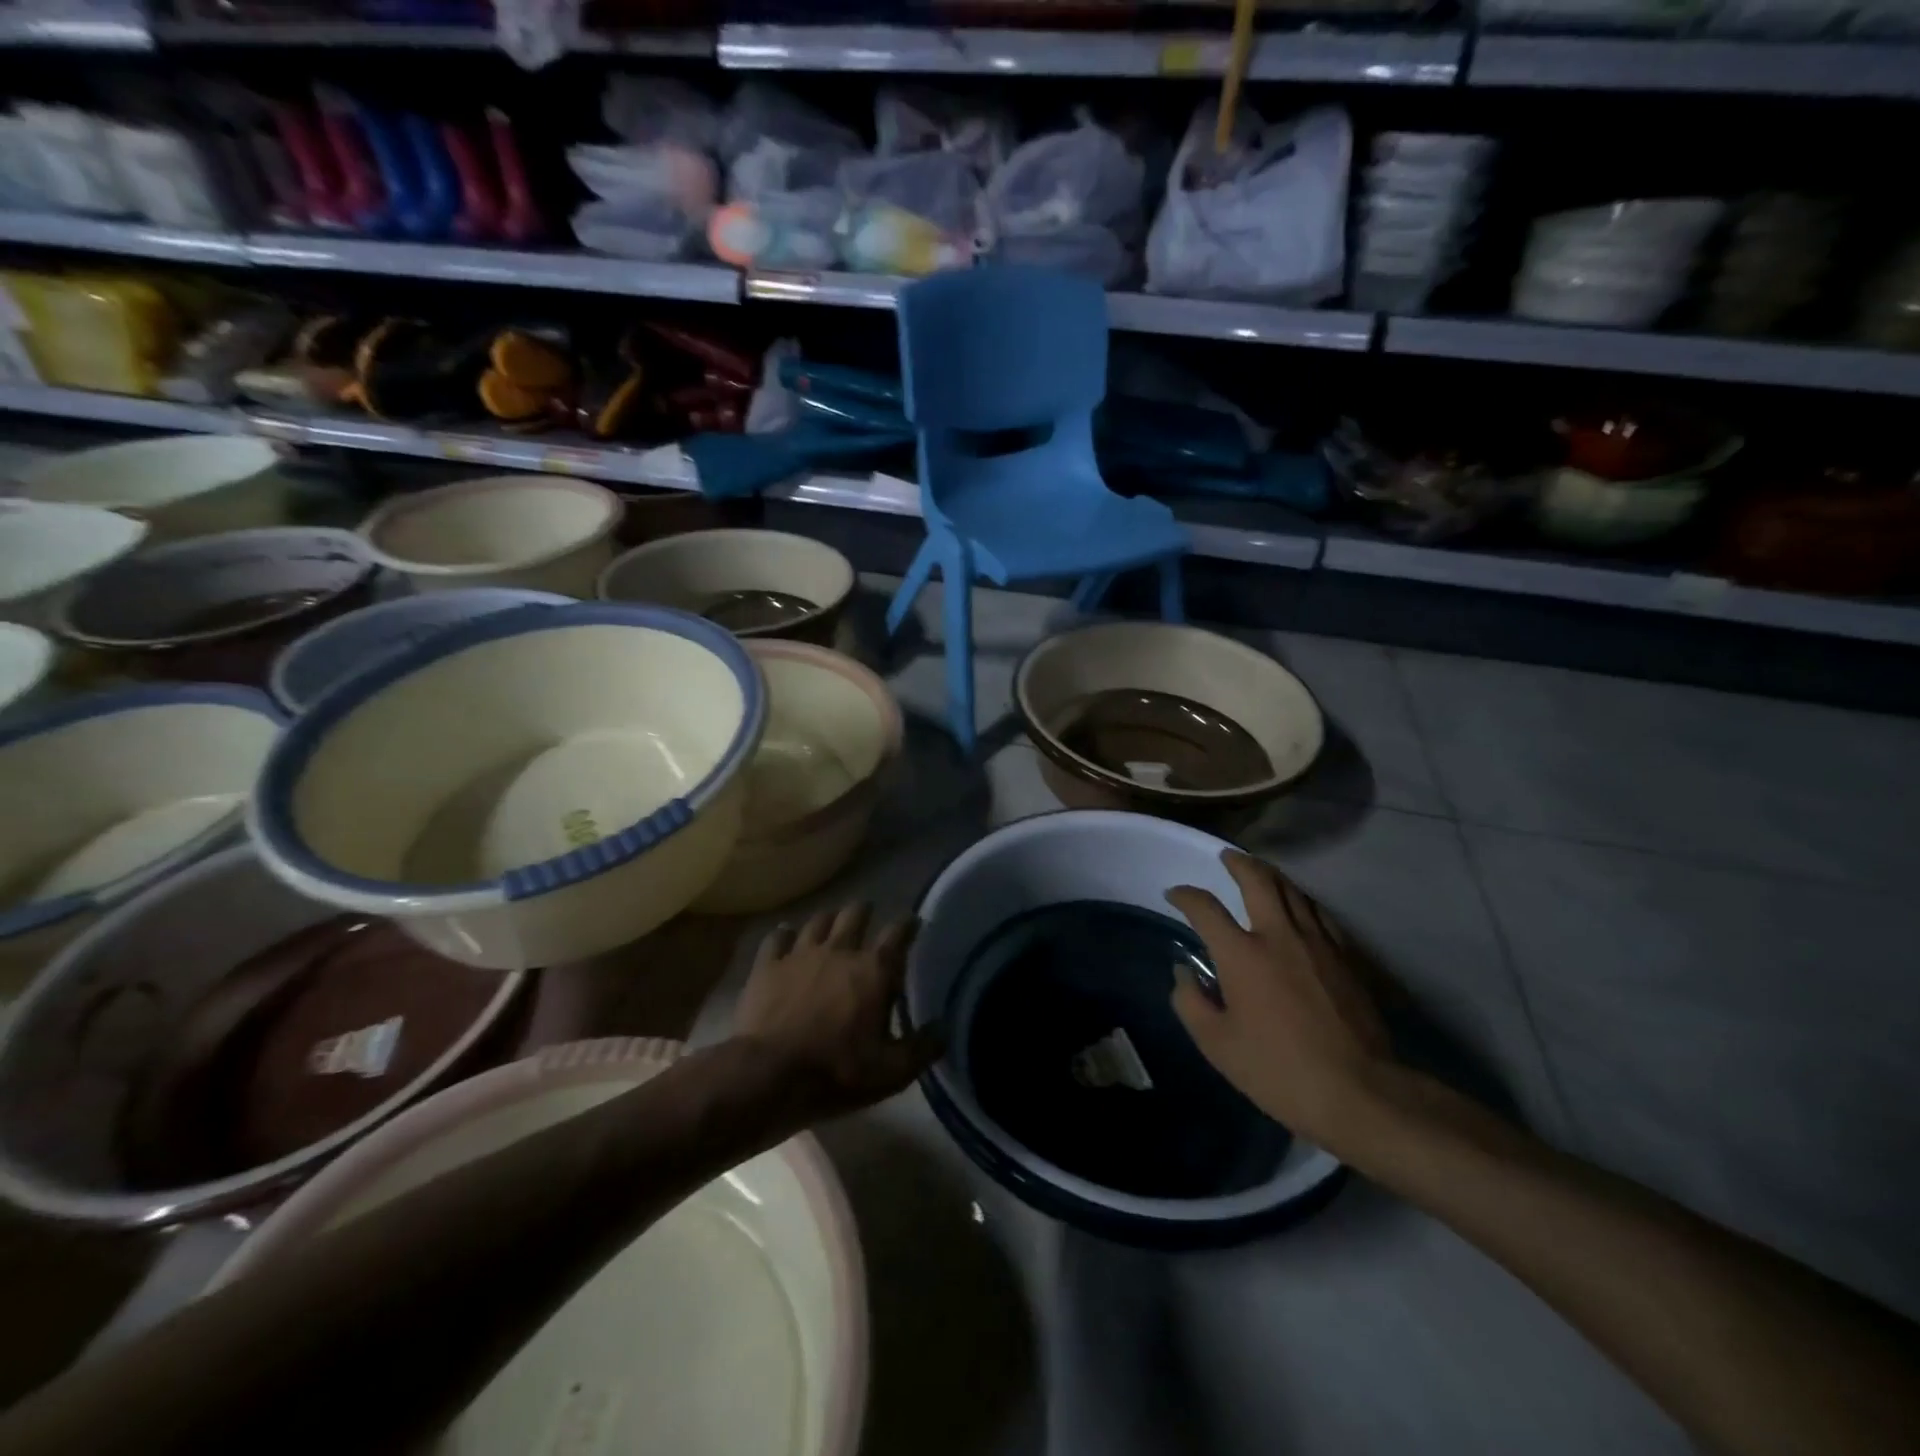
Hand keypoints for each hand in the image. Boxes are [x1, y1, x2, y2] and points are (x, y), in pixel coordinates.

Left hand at [734, 903, 941, 1120]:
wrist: (768, 1075)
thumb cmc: (836, 1073)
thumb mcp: (891, 1072)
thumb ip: (923, 1047)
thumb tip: (944, 1027)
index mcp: (874, 971)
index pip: (898, 934)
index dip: (908, 924)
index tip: (913, 920)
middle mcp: (840, 951)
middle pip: (855, 915)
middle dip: (864, 911)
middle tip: (867, 913)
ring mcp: (800, 954)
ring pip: (818, 921)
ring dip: (829, 919)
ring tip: (832, 921)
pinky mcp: (768, 965)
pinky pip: (778, 937)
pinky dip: (784, 934)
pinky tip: (785, 935)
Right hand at [1165, 850, 1395, 1152]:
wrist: (1360, 1092)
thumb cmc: (1278, 1070)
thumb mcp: (1217, 1045)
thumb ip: (1191, 1002)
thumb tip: (1184, 972)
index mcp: (1242, 954)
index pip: (1205, 908)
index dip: (1186, 896)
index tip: (1174, 894)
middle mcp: (1279, 935)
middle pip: (1258, 880)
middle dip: (1237, 863)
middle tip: (1226, 857)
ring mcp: (1318, 943)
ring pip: (1293, 891)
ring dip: (1271, 876)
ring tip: (1260, 874)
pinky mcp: (1346, 957)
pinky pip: (1320, 913)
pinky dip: (1301, 901)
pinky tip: (1299, 907)